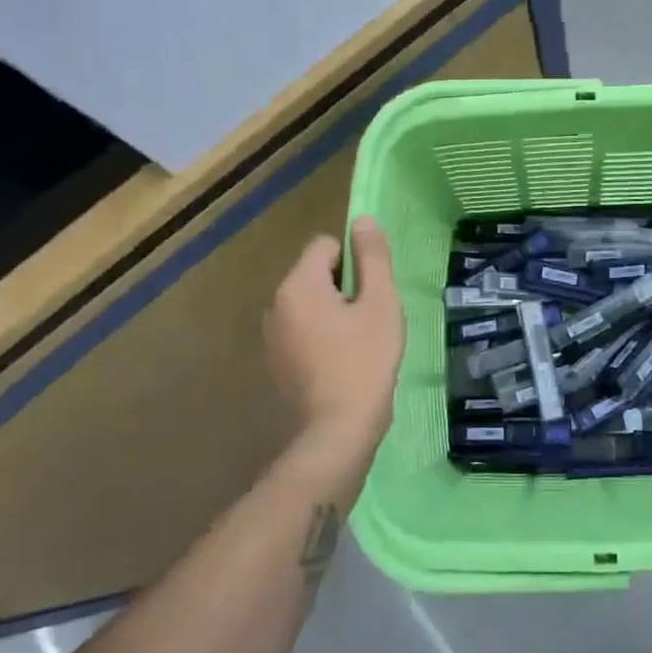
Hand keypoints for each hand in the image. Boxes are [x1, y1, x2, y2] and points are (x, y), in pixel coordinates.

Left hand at [265, 217, 403, 469]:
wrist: (336, 432)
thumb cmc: (365, 361)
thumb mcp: (381, 303)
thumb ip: (372, 257)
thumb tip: (362, 220)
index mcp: (298, 284)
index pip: (326, 245)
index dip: (355, 262)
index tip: (372, 293)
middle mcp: (275, 304)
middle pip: (315, 274)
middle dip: (344, 288)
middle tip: (370, 320)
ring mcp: (271, 337)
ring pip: (309, 305)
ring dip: (333, 314)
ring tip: (358, 344)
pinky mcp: (274, 363)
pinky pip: (301, 332)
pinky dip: (320, 338)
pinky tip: (341, 365)